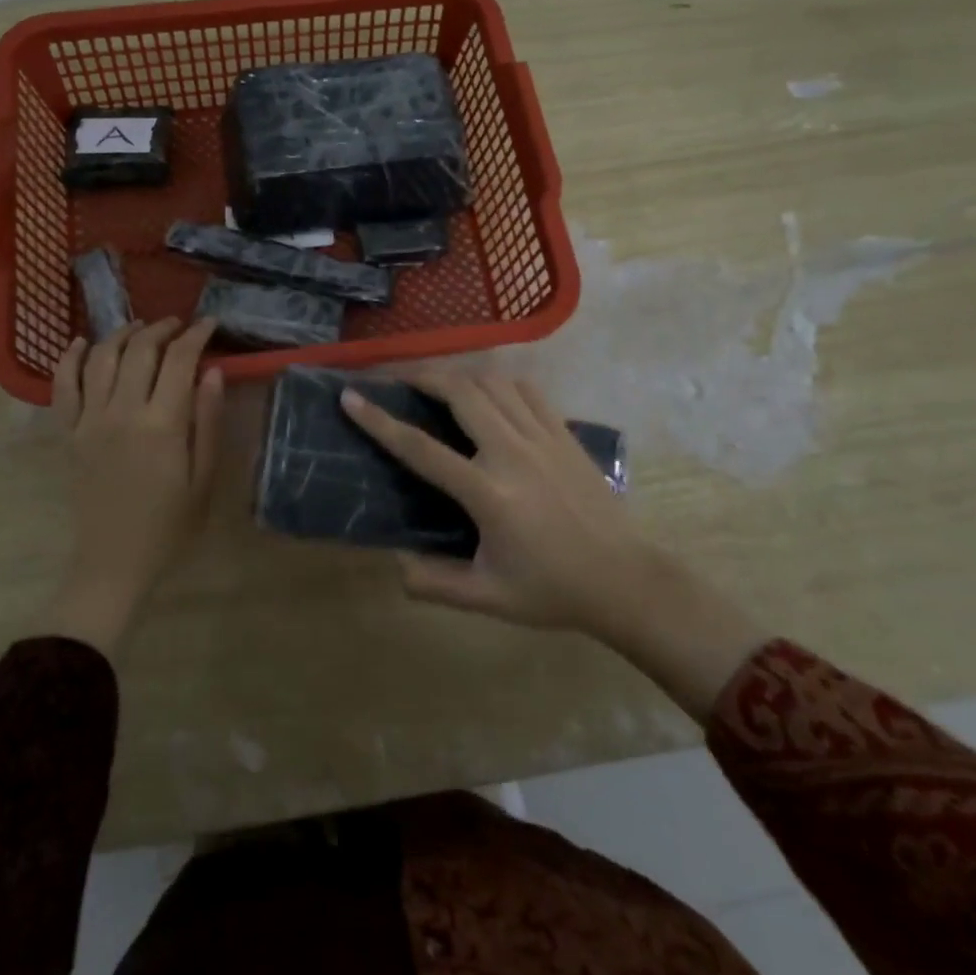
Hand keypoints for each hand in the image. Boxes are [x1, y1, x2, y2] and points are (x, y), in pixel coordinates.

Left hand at [36, 318, 223, 657]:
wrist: (114, 564)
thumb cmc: (170, 527)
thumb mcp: (204, 479)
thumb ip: (208, 421)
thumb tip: (212, 371)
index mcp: (162, 425)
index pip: (179, 361)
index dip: (196, 336)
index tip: (210, 325)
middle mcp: (122, 412)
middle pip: (139, 350)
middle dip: (162, 329)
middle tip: (179, 326)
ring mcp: (88, 421)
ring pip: (101, 358)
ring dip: (122, 334)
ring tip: (141, 328)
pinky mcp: (67, 434)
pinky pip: (62, 386)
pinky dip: (71, 358)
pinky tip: (83, 343)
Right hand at [342, 368, 766, 721]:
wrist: (625, 580)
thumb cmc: (552, 590)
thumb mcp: (488, 598)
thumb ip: (435, 584)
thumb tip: (395, 564)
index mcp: (488, 493)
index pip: (420, 447)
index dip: (379, 421)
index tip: (350, 397)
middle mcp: (512, 453)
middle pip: (459, 392)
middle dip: (421, 376)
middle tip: (397, 378)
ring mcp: (543, 437)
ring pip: (493, 383)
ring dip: (460, 376)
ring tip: (439, 384)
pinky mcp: (565, 434)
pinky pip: (527, 390)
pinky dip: (500, 383)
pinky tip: (490, 394)